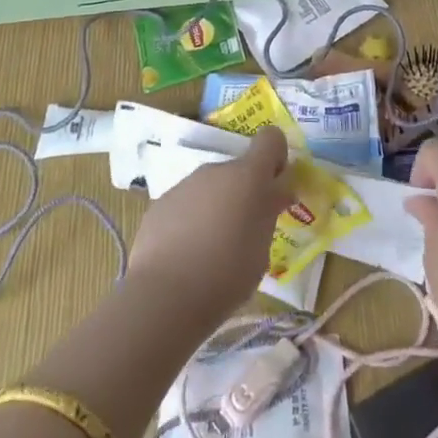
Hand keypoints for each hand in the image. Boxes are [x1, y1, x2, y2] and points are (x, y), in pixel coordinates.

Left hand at [128, 126, 290, 324]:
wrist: (164, 297)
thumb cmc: (227, 275)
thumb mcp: (262, 249)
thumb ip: (269, 213)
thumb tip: (276, 193)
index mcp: (248, 177)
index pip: (270, 139)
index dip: (276, 156)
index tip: (275, 186)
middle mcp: (216, 171)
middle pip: (238, 170)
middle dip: (244, 193)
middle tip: (244, 232)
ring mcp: (184, 185)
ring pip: (210, 188)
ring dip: (216, 207)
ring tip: (211, 250)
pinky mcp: (160, 204)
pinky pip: (186, 204)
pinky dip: (190, 221)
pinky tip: (185, 255)